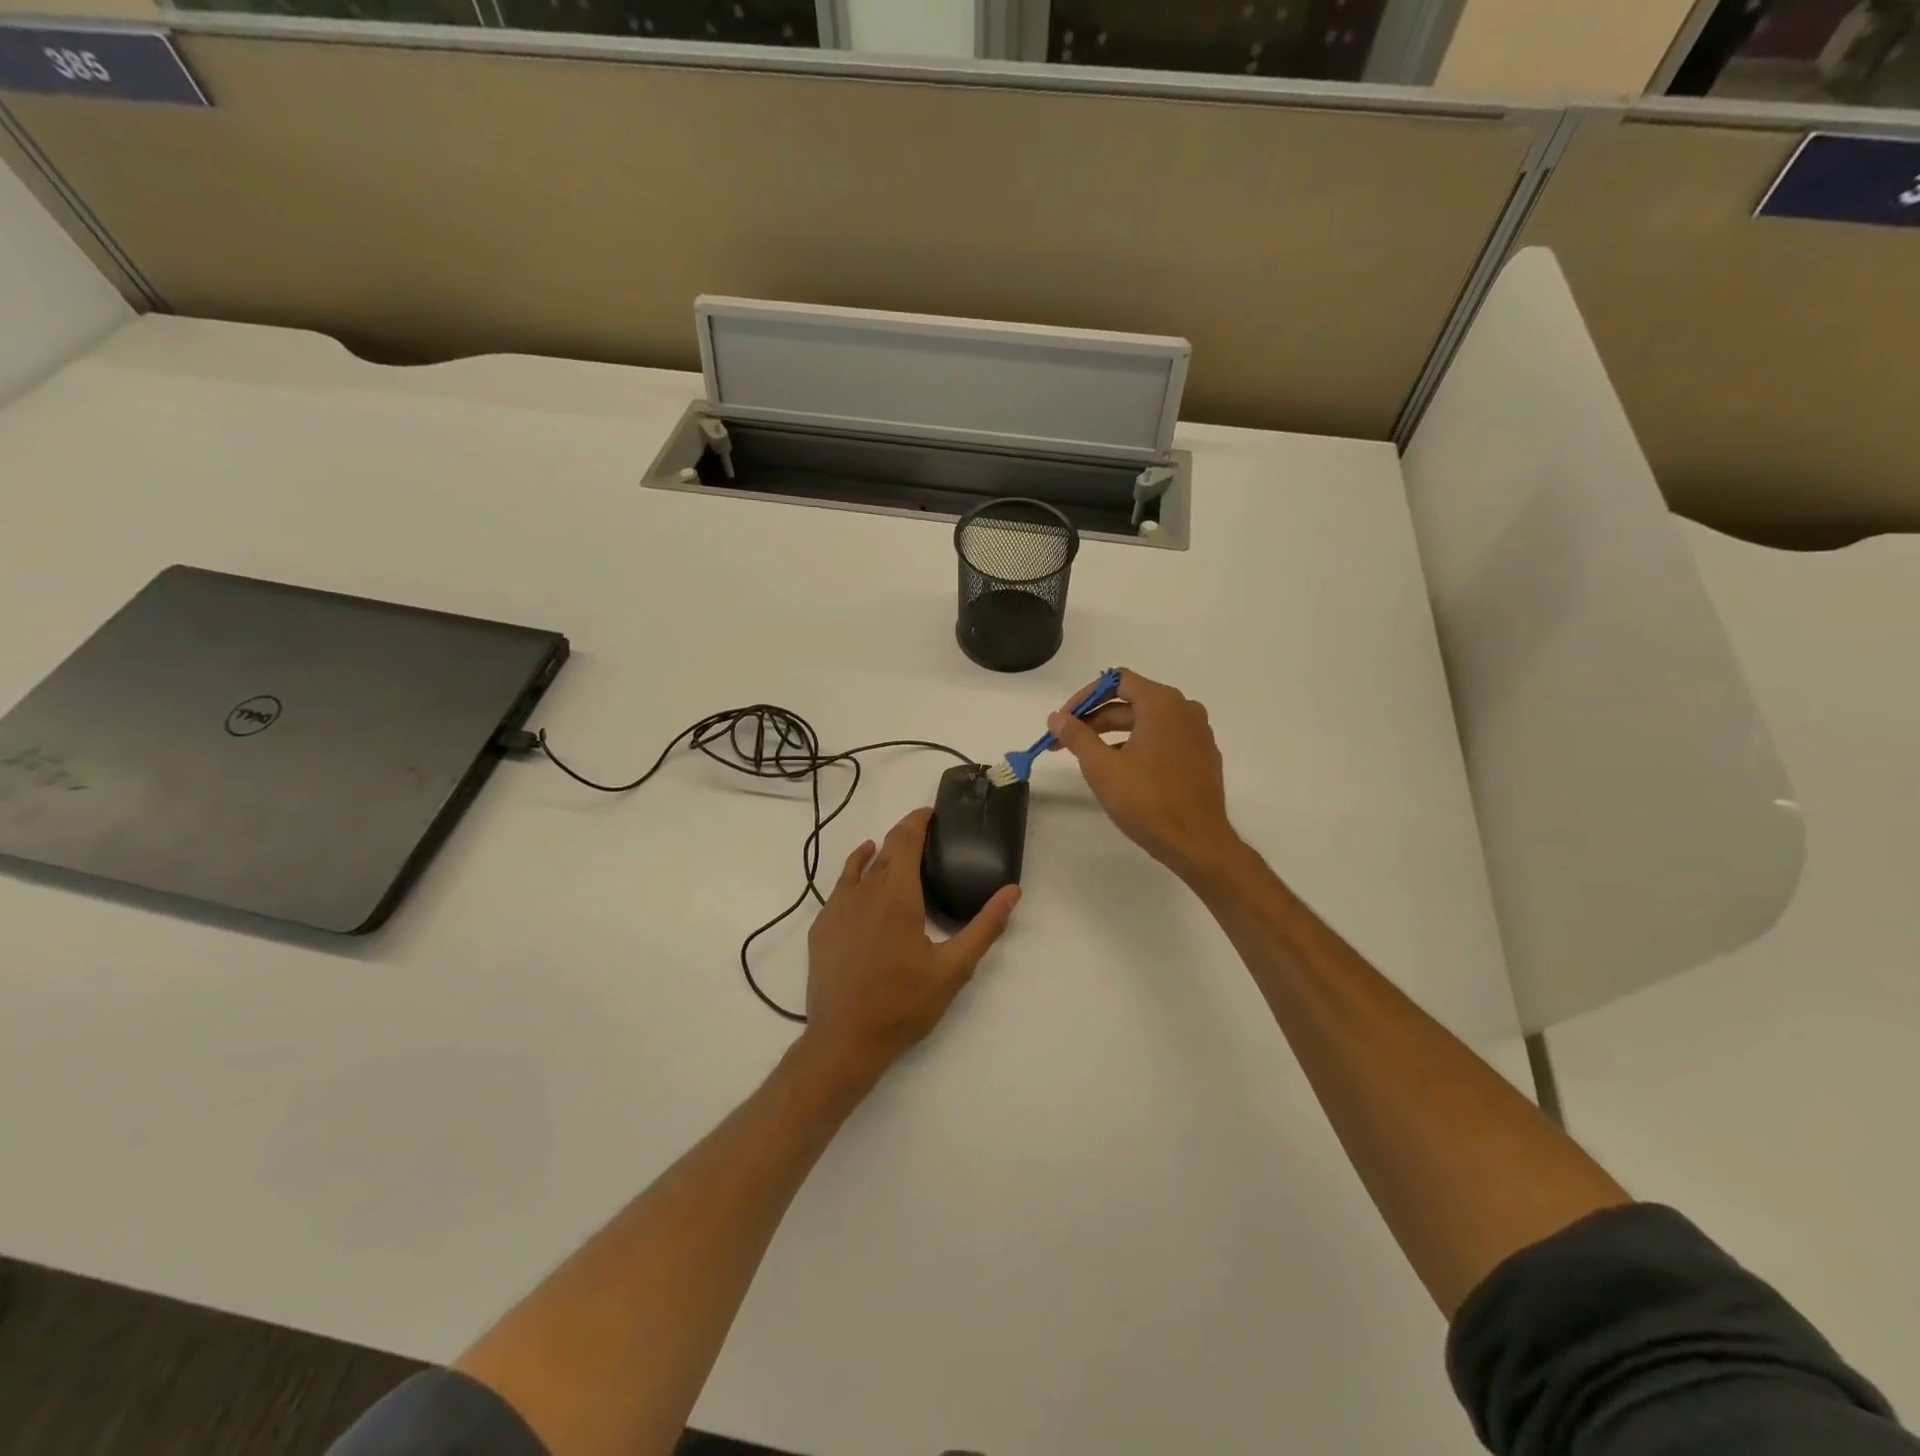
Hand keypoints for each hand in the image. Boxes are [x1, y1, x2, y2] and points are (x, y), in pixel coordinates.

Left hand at [801, 808, 1019, 1086]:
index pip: (905, 840)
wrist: (844, 1041)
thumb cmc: (903, 1004)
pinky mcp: (821, 928)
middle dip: (903, 836)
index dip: (917, 821)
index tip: (930, 813)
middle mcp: (863, 892)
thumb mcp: (954, 968)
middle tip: (923, 837)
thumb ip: (985, 926)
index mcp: (897, 895)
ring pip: (858, 867)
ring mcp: (836, 909)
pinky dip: (854, 874)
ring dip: (877, 853)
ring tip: (890, 850)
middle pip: (883, 850)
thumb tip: (1012, 891)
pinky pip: (840, 888)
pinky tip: (861, 883)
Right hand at [1048, 669, 1242, 881]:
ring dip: (1113, 734)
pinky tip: (1120, 770)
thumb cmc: (1147, 800)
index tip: (1063, 721)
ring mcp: (1198, 734)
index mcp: (1163, 703)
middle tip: (1064, 742)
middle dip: (1094, 719)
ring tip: (1087, 758)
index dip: (1084, 697)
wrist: (1197, 842)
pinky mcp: (1202, 757)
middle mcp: (1185, 710)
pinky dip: (1137, 746)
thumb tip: (1056, 718)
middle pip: (1131, 702)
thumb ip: (1077, 736)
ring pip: (1147, 722)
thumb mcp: (1102, 767)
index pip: (1117, 681)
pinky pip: (1163, 739)